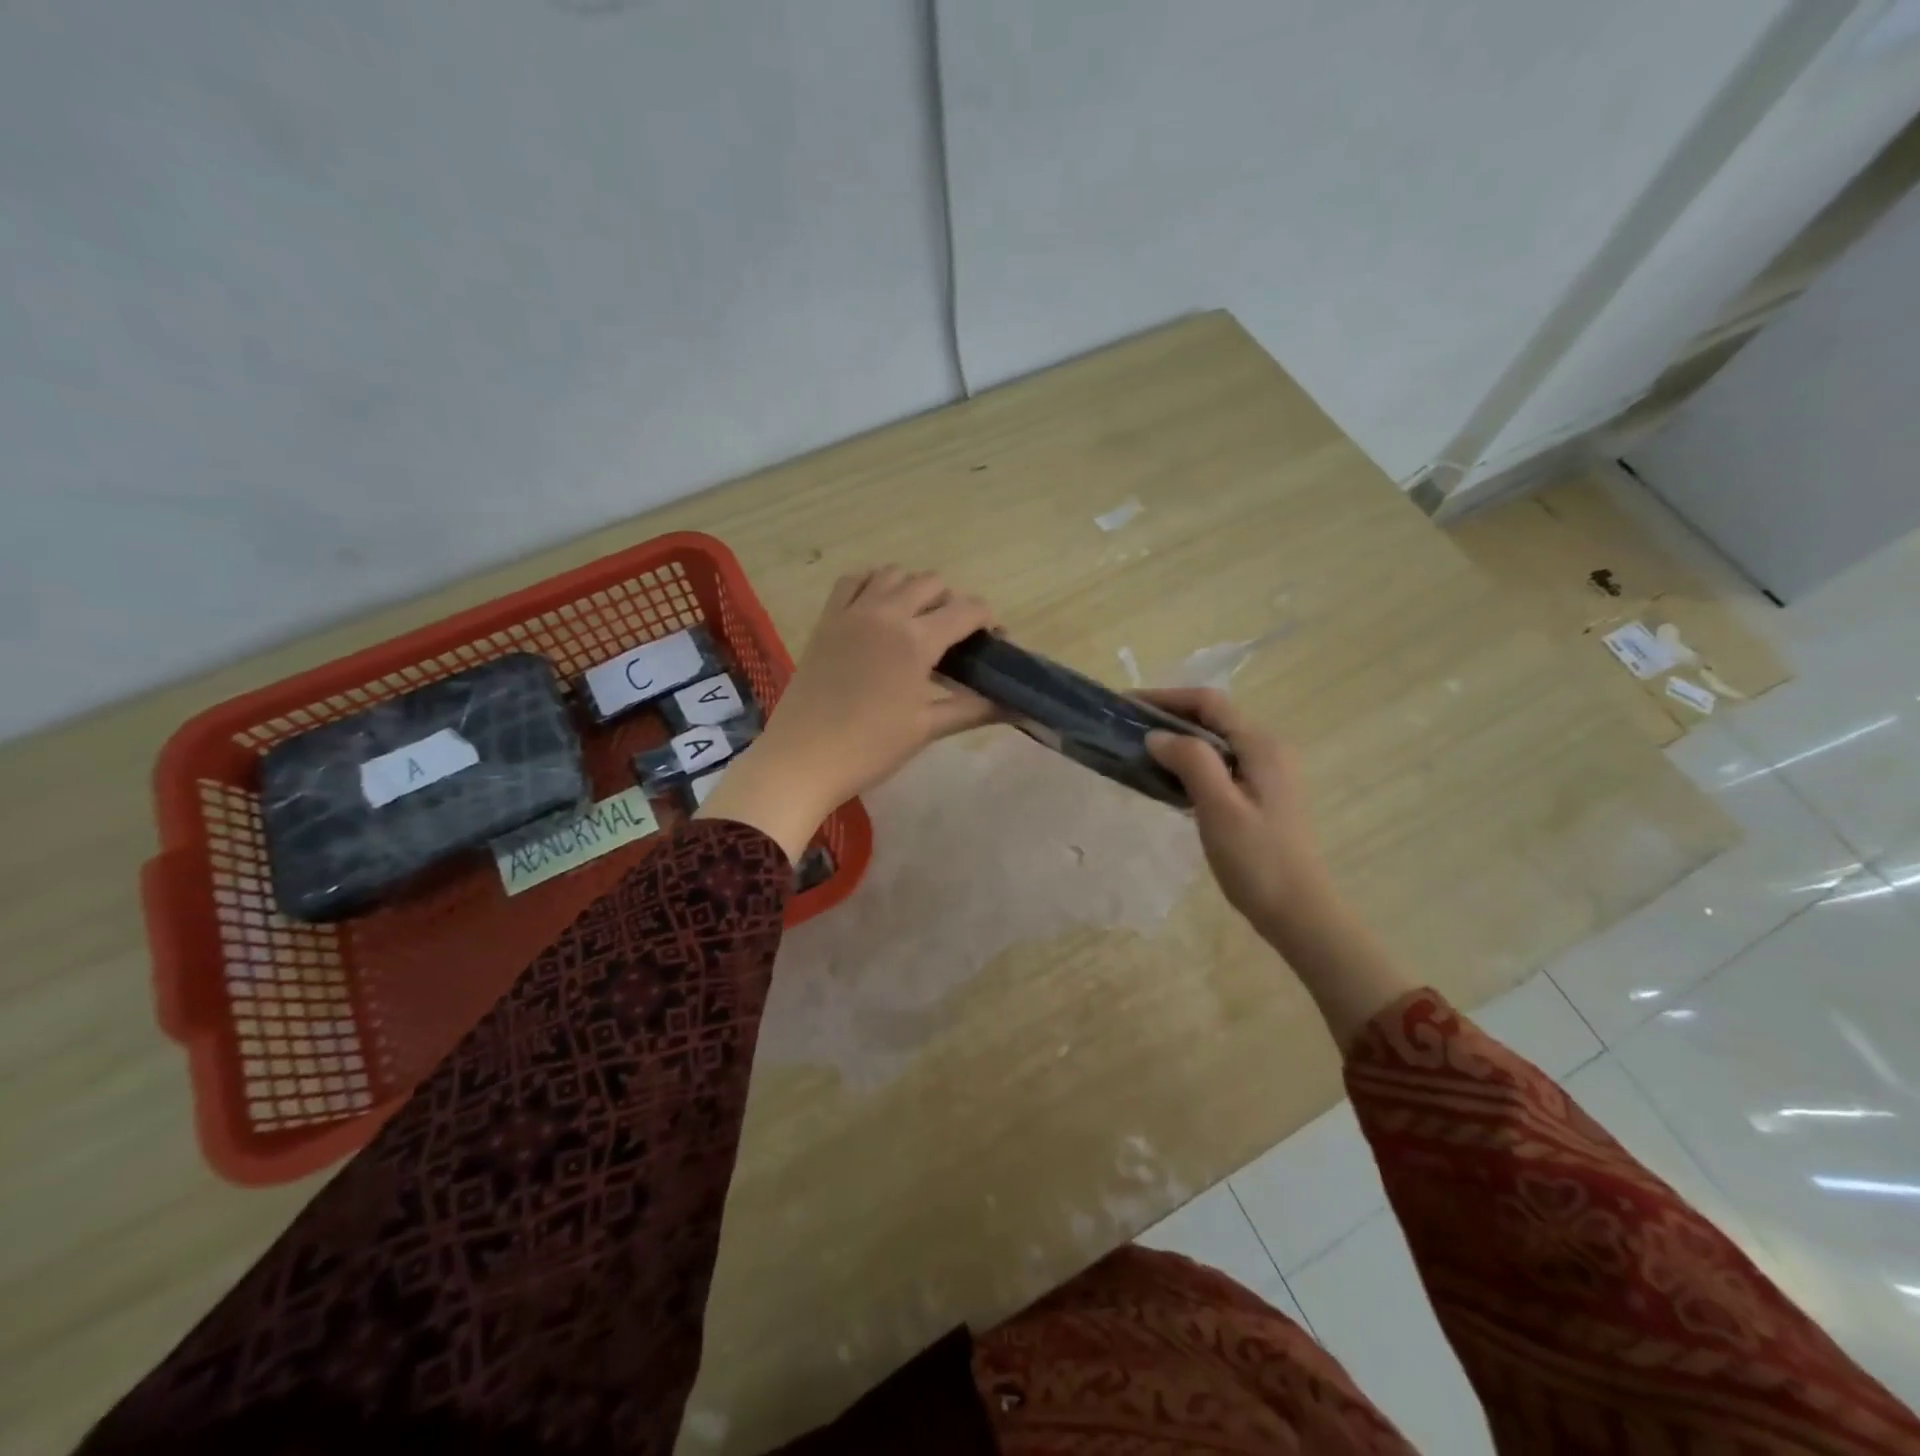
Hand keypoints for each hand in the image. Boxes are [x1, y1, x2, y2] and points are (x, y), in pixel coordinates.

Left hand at [696, 567, 997, 859]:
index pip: (966, 610)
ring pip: (893, 574)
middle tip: (954, 637)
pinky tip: (879, 607)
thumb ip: (973, 709)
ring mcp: (852, 612)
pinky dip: (873, 583)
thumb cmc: (870, 747)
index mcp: (916, 640)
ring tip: (917, 620)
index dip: (988, 619)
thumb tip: (1014, 706)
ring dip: (914, 588)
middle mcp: (887, 613)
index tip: (993, 640)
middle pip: (932, 583)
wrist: (803, 757)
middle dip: (952, 602)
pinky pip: (853, 580)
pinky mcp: (827, 620)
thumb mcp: (926, 728)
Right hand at [1143, 688, 1414, 1049]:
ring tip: (1138, 749)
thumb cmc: (1258, 860)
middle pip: (1212, 719)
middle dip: (1168, 716)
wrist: (1298, 912)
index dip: (1166, 698)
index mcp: (1261, 746)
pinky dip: (1189, 763)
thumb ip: (1190, 762)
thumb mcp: (1219, 808)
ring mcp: (1265, 774)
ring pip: (1214, 743)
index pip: (1209, 704)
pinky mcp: (1258, 796)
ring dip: (1177, 740)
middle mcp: (1267, 751)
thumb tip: (1156, 735)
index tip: (1125, 705)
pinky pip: (1218, 765)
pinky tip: (1166, 779)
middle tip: (1125, 727)